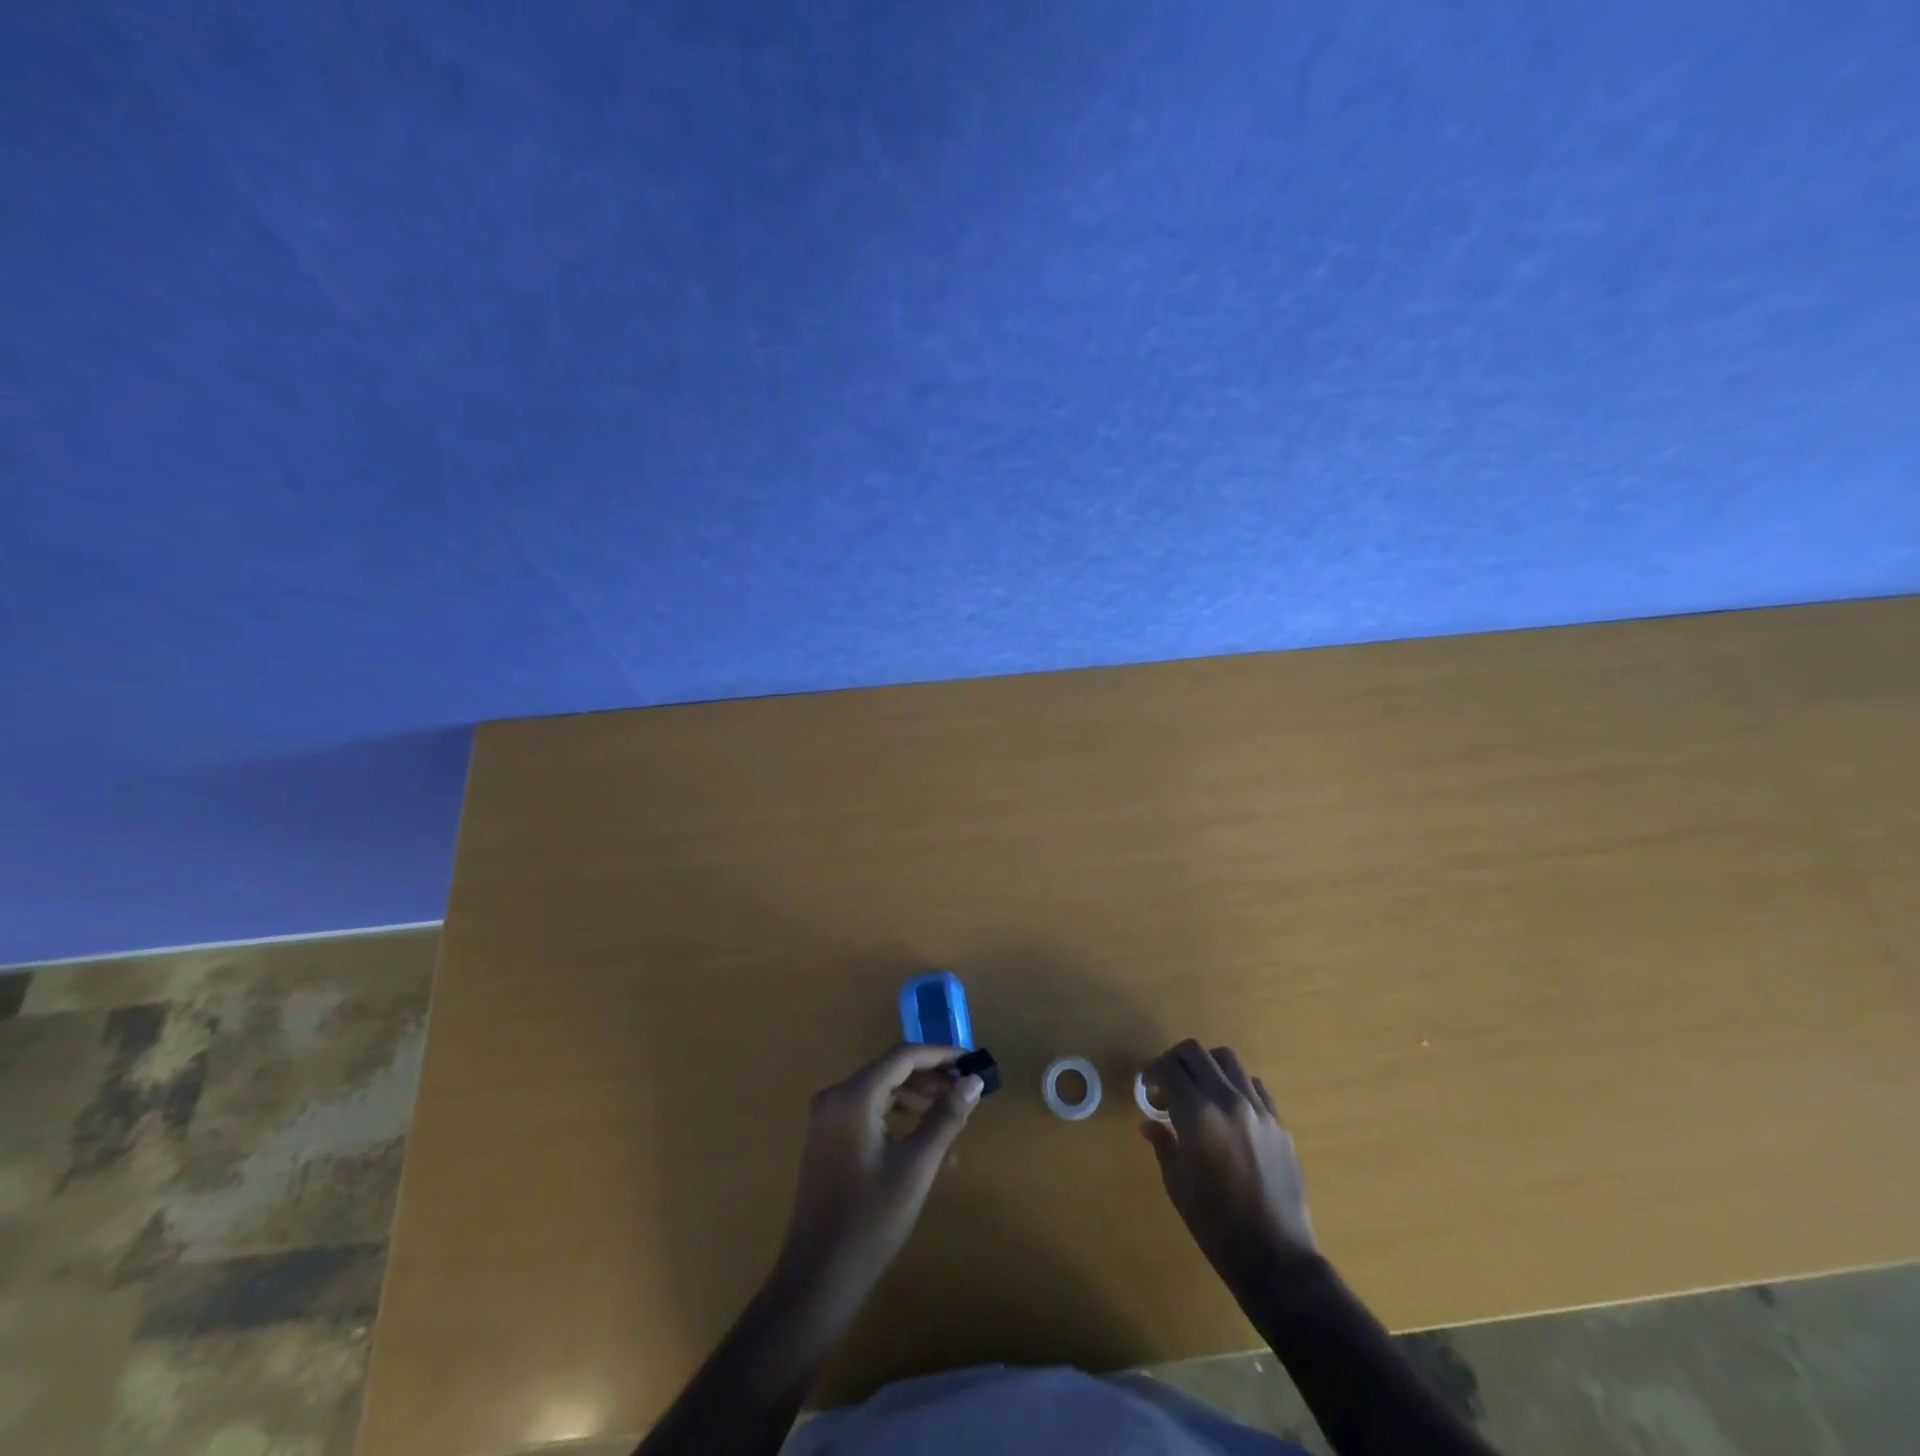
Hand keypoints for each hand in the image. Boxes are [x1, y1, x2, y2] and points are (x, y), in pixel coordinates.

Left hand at [777, 1043, 984, 1294]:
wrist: (817, 1279)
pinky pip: (869, 1113)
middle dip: (932, 1080)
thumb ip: (946, 1117)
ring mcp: (828, 1119)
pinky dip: (899, 1120)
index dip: (941, 1055)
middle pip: (891, 1071)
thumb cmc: (870, 1220)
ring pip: (882, 1092)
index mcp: (853, 1096)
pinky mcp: (828, 1140)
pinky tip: (925, 1145)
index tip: (972, 1064)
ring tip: (952, 1123)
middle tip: (966, 1096)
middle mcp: (835, 1096)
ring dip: (918, 1102)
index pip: (903, 1056)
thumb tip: (974, 1082)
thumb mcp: (917, 1166)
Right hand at [1141, 1040, 1317, 1278]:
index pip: (1169, 1067)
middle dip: (1176, 1059)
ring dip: (1208, 1066)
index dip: (1153, 1070)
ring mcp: (1258, 1109)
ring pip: (1228, 1060)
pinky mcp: (1279, 1123)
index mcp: (1197, 1115)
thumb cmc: (1216, 1224)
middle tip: (1169, 1080)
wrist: (1275, 1257)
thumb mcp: (1178, 1185)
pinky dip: (1237, 1086)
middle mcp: (1228, 1100)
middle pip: (1197, 1053)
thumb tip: (1149, 1124)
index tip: (1148, 1083)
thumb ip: (1164, 1144)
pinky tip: (1231, 1110)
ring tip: (1201, 1088)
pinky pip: (1255, 1086)